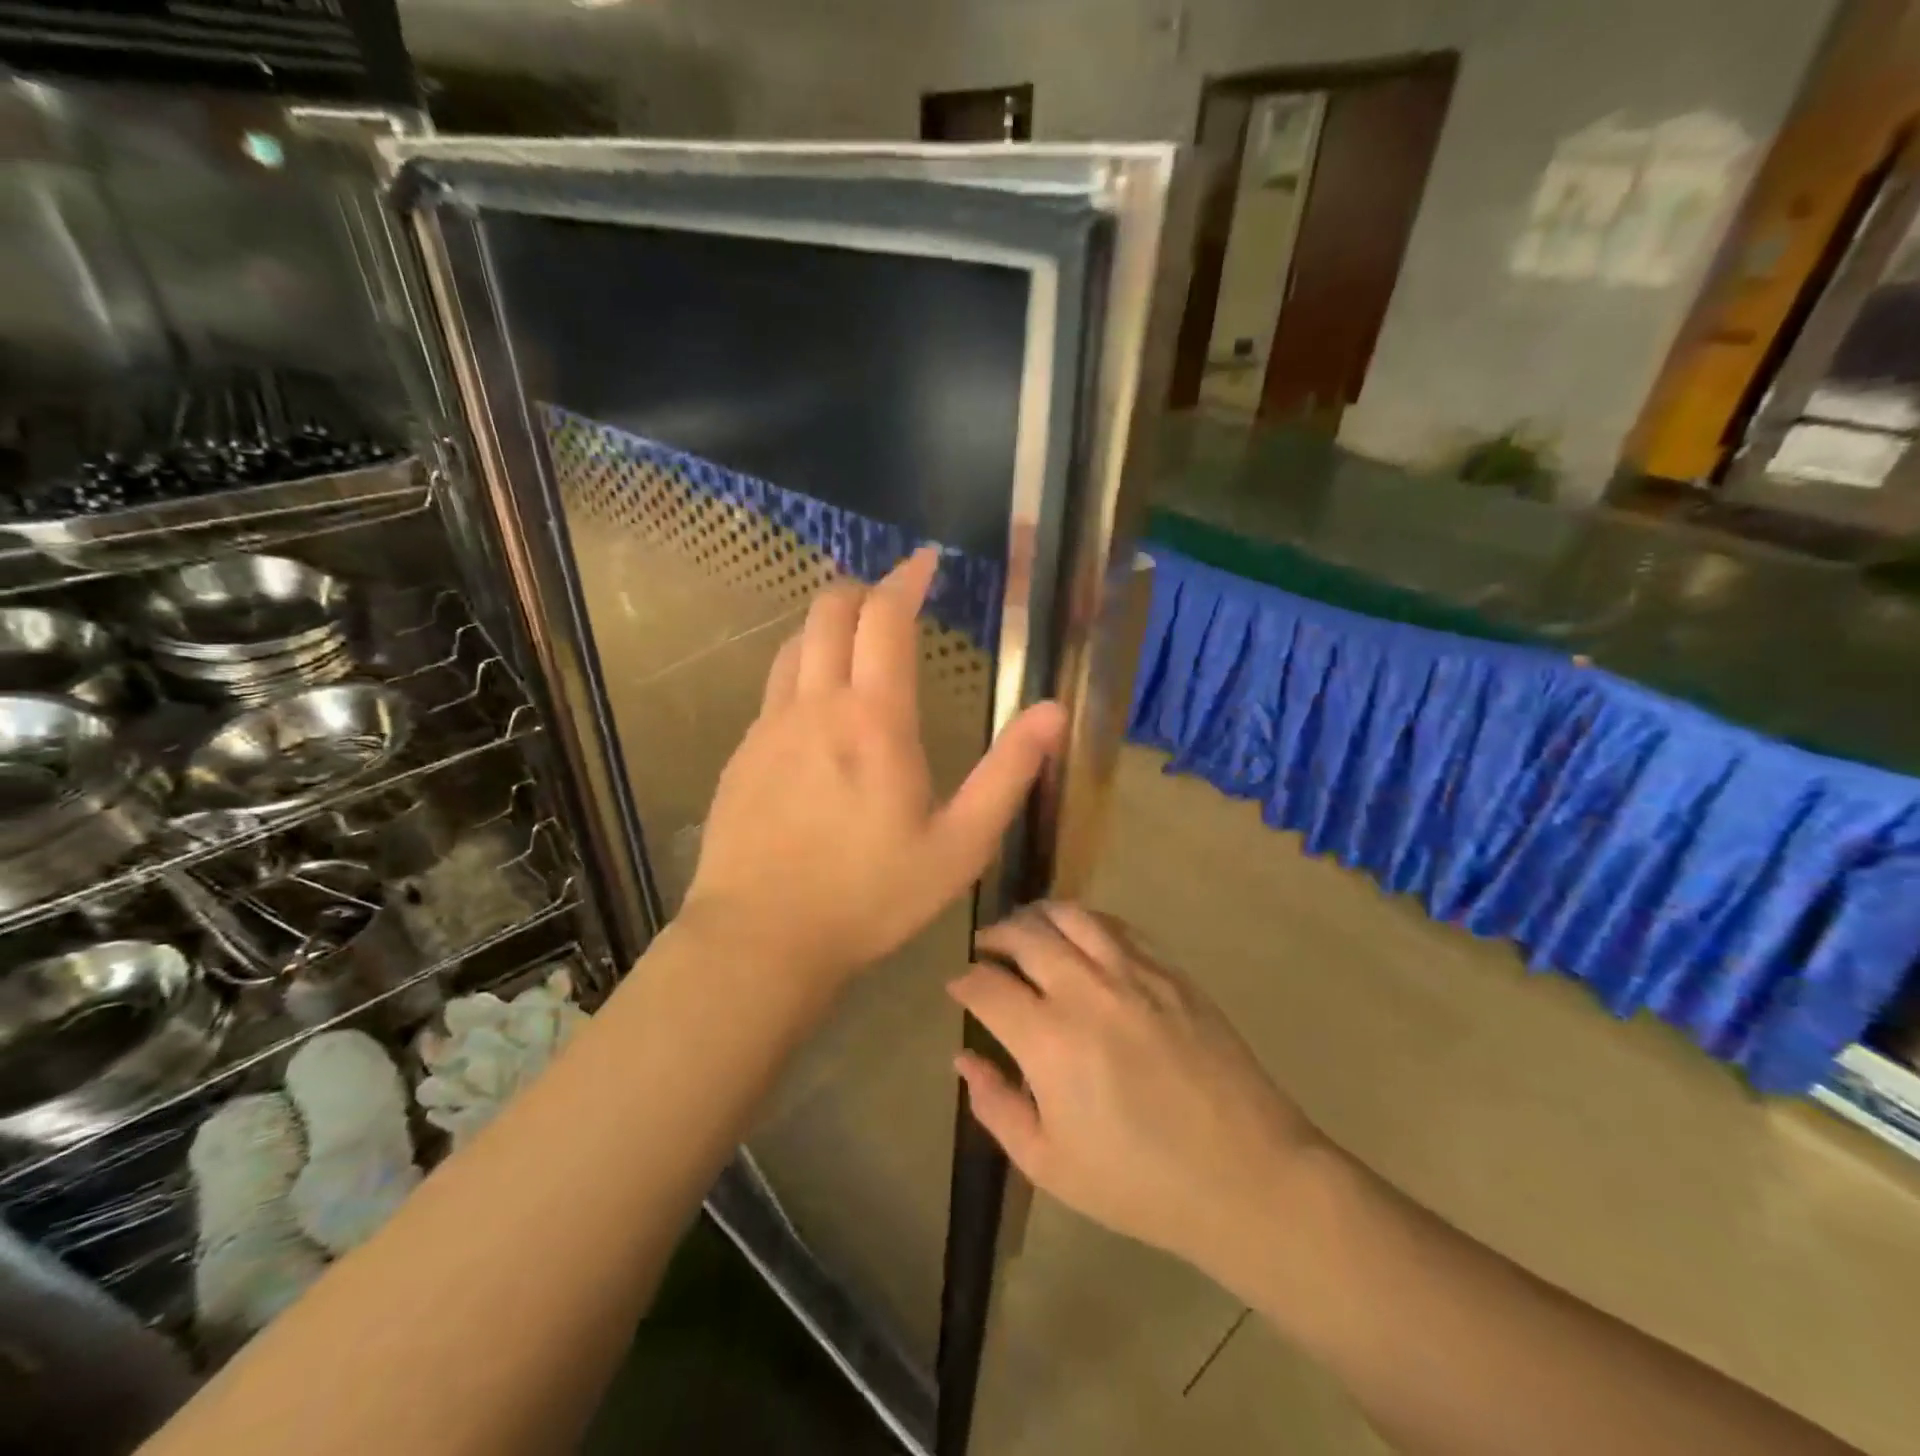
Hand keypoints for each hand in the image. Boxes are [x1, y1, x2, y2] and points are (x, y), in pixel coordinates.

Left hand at [684, 547, 1066, 993]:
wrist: (760, 938)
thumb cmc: (870, 897)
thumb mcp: (959, 846)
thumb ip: (1008, 774)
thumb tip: (1052, 711)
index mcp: (874, 720)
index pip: (885, 617)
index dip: (906, 578)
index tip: (926, 561)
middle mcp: (815, 705)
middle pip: (828, 611)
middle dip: (863, 590)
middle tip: (893, 600)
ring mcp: (769, 726)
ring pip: (793, 643)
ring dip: (827, 626)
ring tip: (856, 641)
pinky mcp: (742, 754)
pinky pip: (774, 688)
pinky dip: (801, 669)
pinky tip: (818, 707)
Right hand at [949, 903, 1324, 1285]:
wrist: (1244, 1175)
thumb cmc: (1139, 1183)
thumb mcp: (1049, 1164)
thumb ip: (996, 1106)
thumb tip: (964, 1059)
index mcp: (1048, 1039)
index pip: (986, 984)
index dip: (963, 981)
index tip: (958, 987)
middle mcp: (1085, 989)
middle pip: (1024, 934)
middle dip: (994, 937)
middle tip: (986, 951)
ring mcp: (1132, 972)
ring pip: (1070, 915)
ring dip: (1037, 917)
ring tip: (1026, 931)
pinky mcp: (1169, 970)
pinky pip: (1115, 926)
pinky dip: (1084, 922)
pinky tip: (1080, 938)